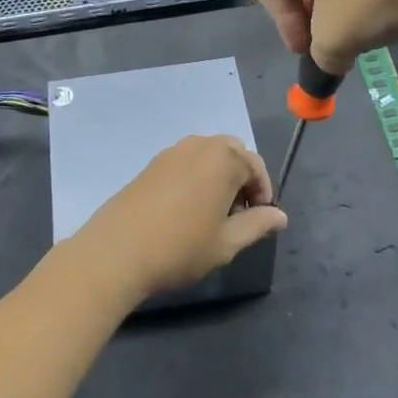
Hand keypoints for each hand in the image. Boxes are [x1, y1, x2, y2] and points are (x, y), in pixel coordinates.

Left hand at [56, 136, 286, 305]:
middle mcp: (200, 145)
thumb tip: (280, 216)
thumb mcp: (227, 242)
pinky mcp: (152, 164)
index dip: (263, 193)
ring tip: (213, 213)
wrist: (117, 251)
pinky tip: (187, 209)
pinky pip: (186, 162)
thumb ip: (258, 224)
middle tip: (238, 214)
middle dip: (242, 179)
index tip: (259, 219)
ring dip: (219, 176)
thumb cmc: (181, 247)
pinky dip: (196, 177)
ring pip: (208, 156)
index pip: (256, 167)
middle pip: (233, 153)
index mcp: (224, 159)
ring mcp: (172, 152)